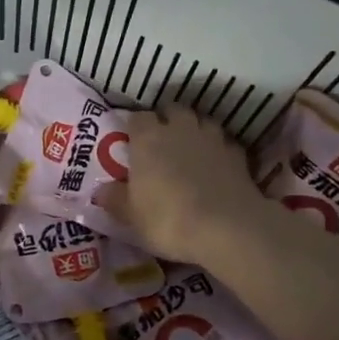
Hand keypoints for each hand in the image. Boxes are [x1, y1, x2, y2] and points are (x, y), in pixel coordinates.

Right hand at [100, 106, 268, 264]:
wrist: (226, 229)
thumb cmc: (168, 220)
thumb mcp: (132, 217)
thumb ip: (115, 199)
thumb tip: (100, 191)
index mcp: (148, 138)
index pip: (137, 118)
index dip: (133, 128)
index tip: (131, 142)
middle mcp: (179, 129)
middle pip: (172, 110)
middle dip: (166, 120)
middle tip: (160, 142)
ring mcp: (212, 138)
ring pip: (201, 120)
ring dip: (194, 130)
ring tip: (189, 149)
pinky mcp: (238, 154)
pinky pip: (223, 142)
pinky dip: (217, 149)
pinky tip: (215, 165)